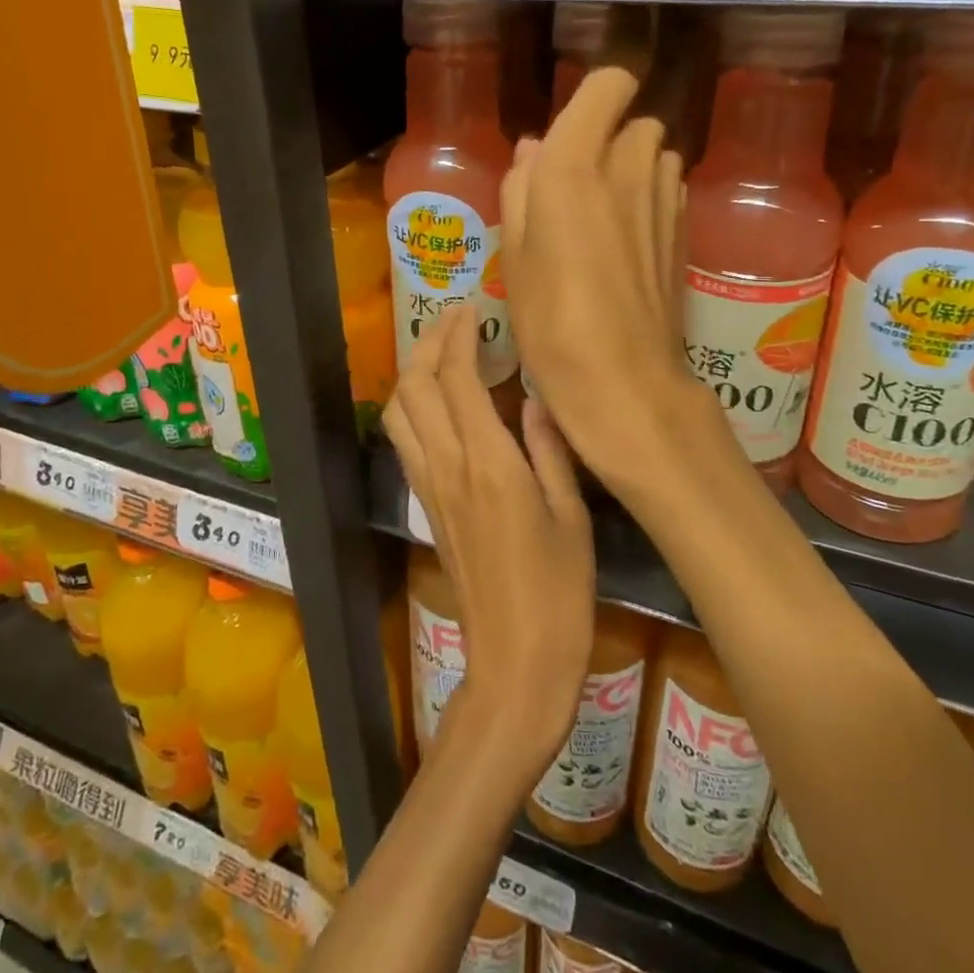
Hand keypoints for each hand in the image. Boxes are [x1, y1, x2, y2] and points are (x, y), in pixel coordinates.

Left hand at [383, 303, 593, 775]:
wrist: (515, 663)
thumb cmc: (560, 594)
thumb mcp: (572, 517)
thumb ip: (549, 449)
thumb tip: (533, 397)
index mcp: (489, 465)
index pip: (458, 381)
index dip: (460, 337)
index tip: (475, 309)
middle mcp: (448, 469)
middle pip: (417, 387)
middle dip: (430, 342)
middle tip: (458, 319)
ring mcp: (430, 488)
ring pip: (400, 412)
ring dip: (414, 372)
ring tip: (443, 351)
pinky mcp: (426, 506)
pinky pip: (406, 440)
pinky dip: (413, 405)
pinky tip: (439, 401)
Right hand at [500, 67, 697, 479]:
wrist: (622, 379)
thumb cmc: (549, 317)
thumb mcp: (513, 253)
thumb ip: (522, 188)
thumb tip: (534, 149)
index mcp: (575, 163)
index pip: (610, 83)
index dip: (595, 96)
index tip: (573, 127)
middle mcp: (629, 166)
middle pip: (633, 121)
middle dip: (607, 139)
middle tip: (574, 187)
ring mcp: (666, 197)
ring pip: (655, 154)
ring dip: (631, 168)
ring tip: (601, 216)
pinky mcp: (685, 229)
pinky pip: (668, 189)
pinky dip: (649, 197)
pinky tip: (627, 241)